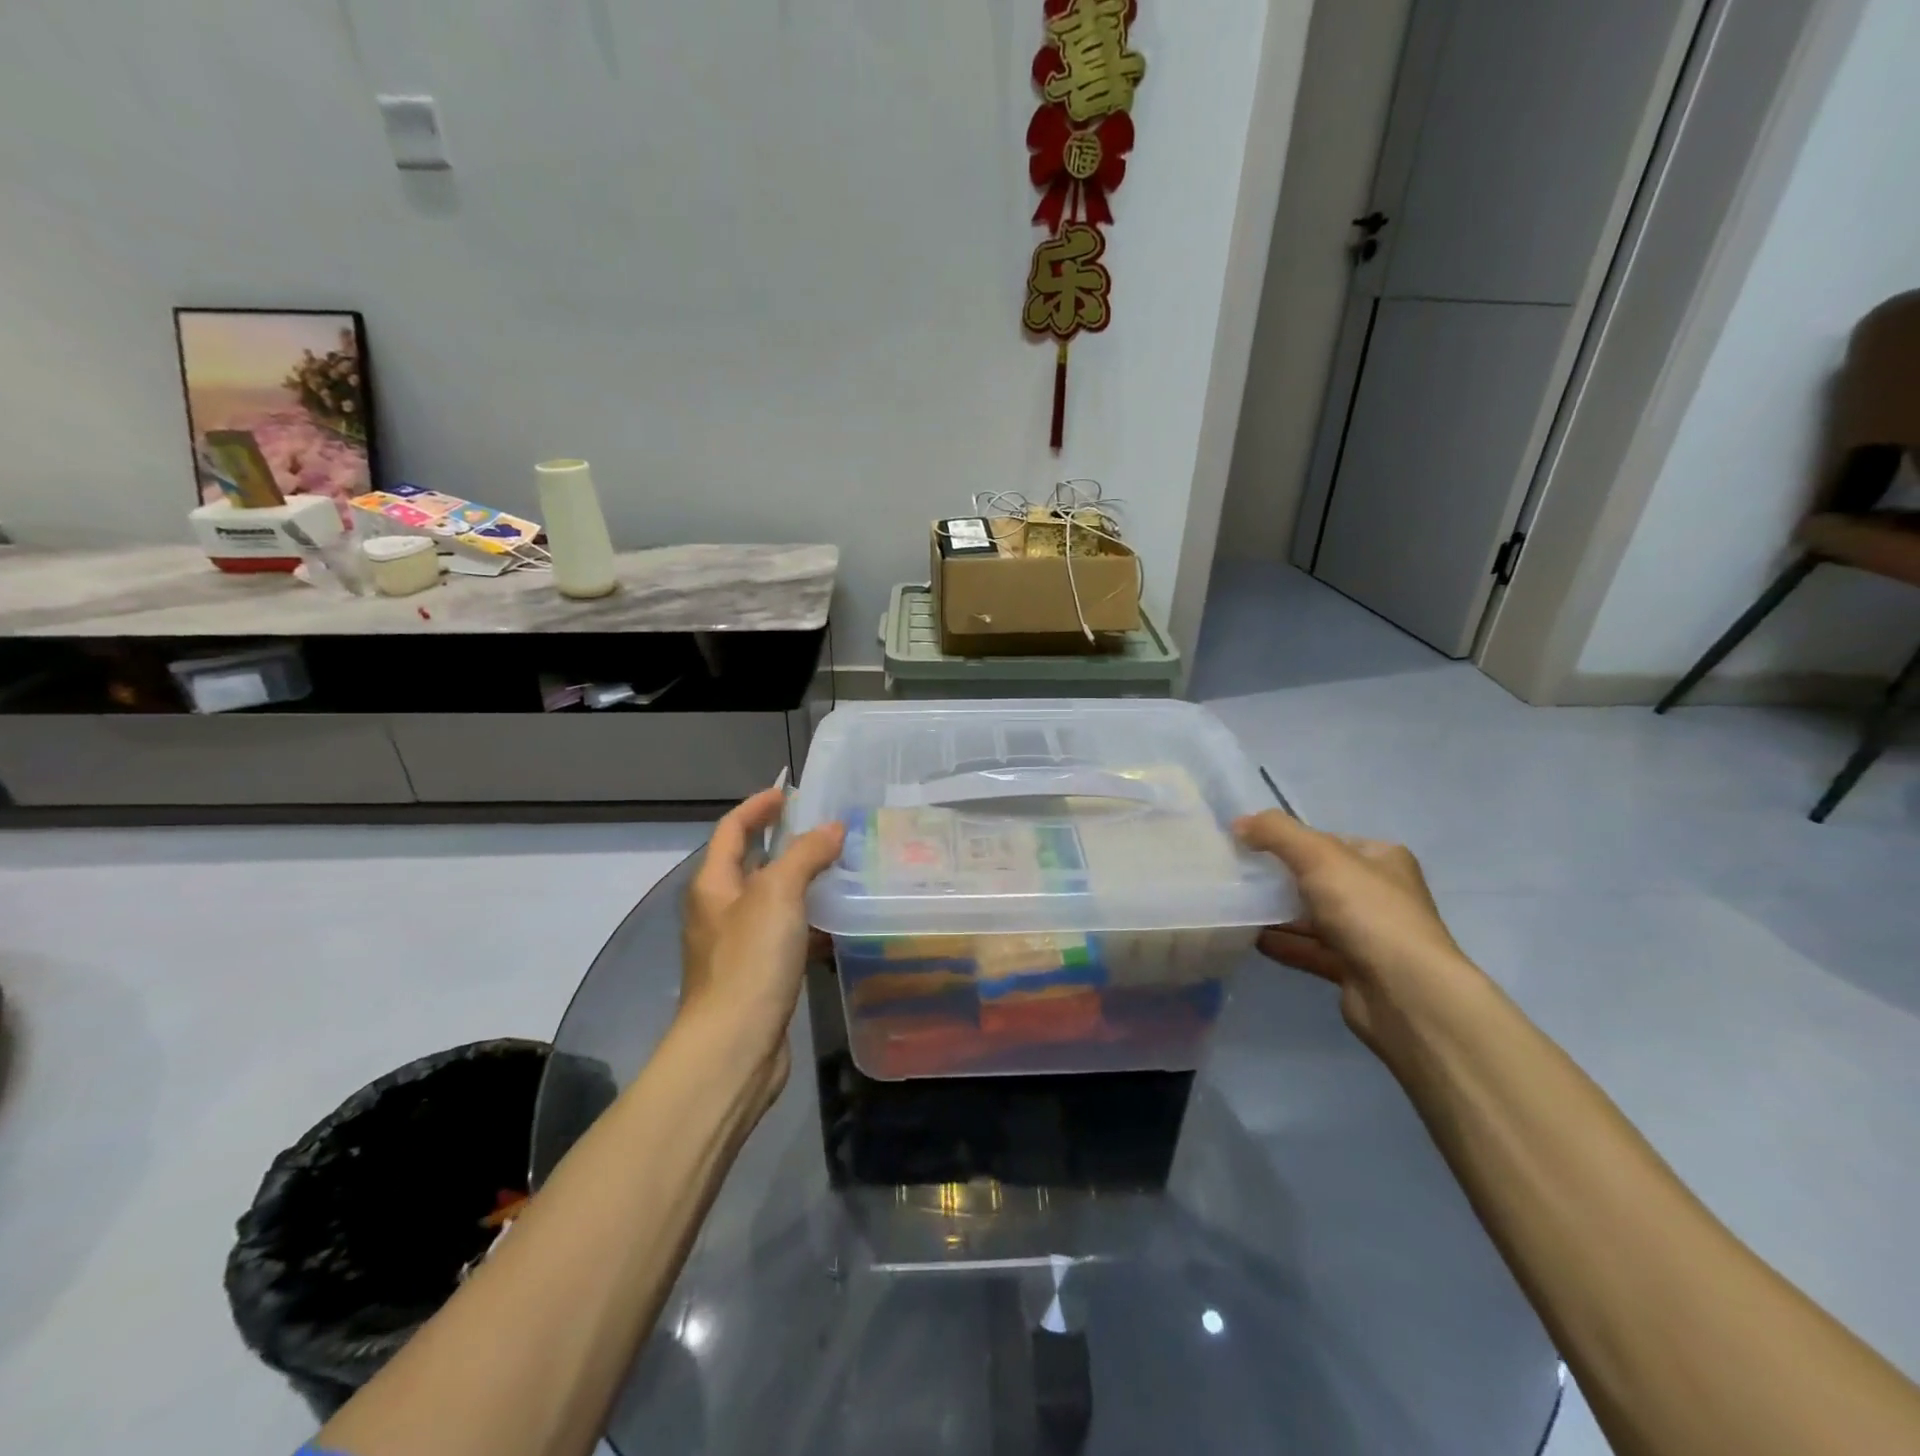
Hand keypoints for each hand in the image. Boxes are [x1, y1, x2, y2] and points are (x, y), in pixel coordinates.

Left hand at [681, 788, 845, 1102]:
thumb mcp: (778, 895)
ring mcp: (738, 945)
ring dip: (804, 884)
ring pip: (774, 902)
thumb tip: (831, 828)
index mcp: (714, 884)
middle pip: (753, 864)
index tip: (790, 793)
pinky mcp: (758, 976)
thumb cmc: (750, 961)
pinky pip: (786, 936)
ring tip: (843, 870)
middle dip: (787, 844)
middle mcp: (720, 910)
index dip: (758, 806)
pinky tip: (840, 926)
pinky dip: (810, 924)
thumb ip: (805, 855)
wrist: (734, 1047)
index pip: (732, 830)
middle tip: (828, 831)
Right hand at [1233, 810, 1480, 1058]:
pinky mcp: (1354, 969)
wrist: (1404, 993)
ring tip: (1235, 906)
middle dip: (1279, 878)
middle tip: (1238, 876)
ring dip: (1278, 913)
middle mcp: (1380, 894)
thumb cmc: (1366, 911)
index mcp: (1382, 859)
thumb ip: (1276, 833)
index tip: (1250, 845)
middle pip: (1318, 878)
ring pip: (1313, 916)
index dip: (1289, 840)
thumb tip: (1239, 823)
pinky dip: (1283, 943)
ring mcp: (1369, 934)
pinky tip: (1250, 938)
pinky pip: (1310, 949)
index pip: (1328, 841)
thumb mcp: (1318, 855)